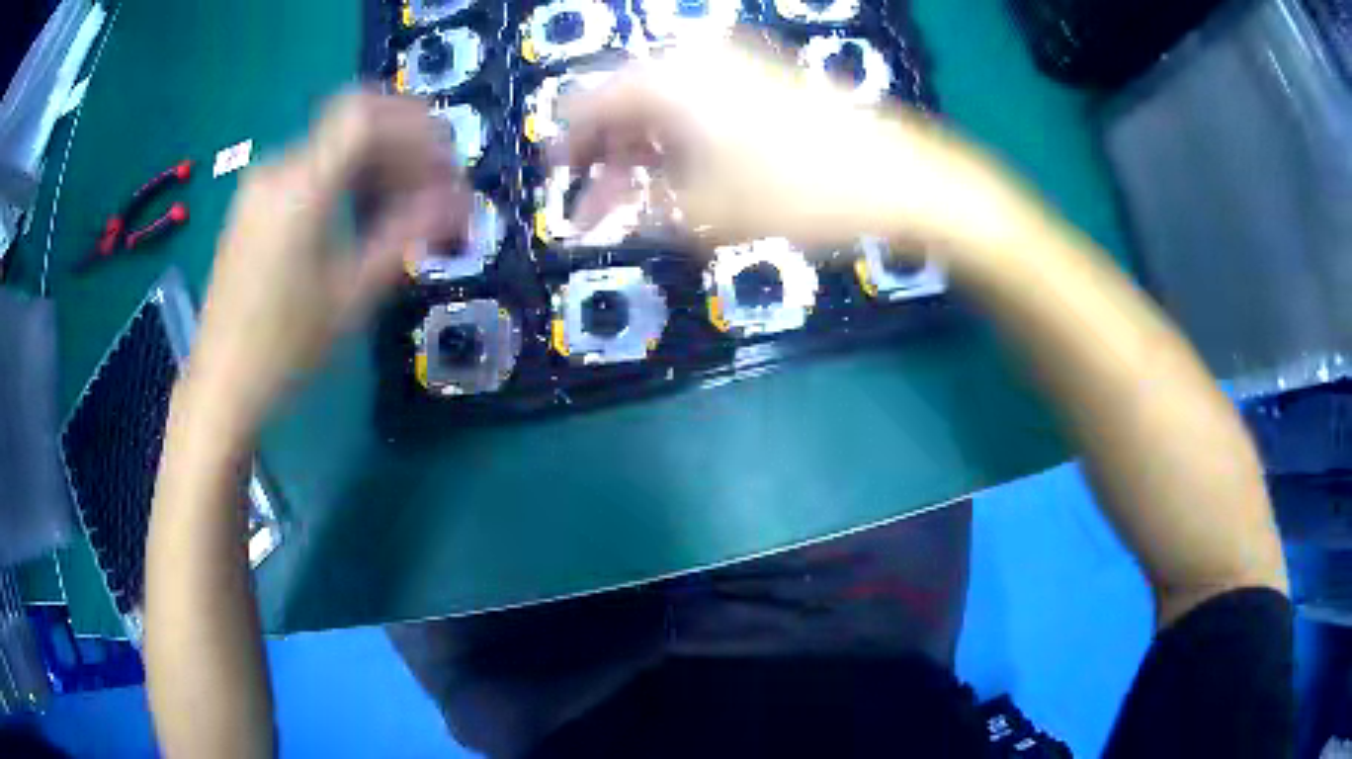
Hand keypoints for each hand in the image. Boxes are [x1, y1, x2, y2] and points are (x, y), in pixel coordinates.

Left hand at [187, 92, 469, 432]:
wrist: (221, 386)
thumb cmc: (284, 349)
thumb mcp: (350, 296)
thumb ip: (404, 235)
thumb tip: (457, 202)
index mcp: (299, 189)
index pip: (366, 118)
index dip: (415, 126)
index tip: (447, 161)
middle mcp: (277, 171)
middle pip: (353, 126)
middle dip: (404, 144)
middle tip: (438, 186)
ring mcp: (260, 186)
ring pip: (333, 146)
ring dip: (378, 161)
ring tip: (408, 203)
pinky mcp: (253, 205)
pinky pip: (311, 167)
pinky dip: (347, 176)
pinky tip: (364, 210)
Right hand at [558, 44, 985, 248]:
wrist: (896, 177)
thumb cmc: (796, 194)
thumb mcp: (704, 214)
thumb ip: (639, 209)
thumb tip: (604, 210)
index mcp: (667, 79)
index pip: (589, 105)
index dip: (569, 150)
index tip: (563, 189)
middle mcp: (694, 58)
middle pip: (626, 103)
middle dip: (608, 158)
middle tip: (602, 209)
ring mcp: (735, 63)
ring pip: (665, 105)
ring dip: (645, 152)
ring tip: (642, 203)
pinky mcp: (765, 76)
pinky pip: (702, 103)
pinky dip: (682, 139)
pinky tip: (686, 176)